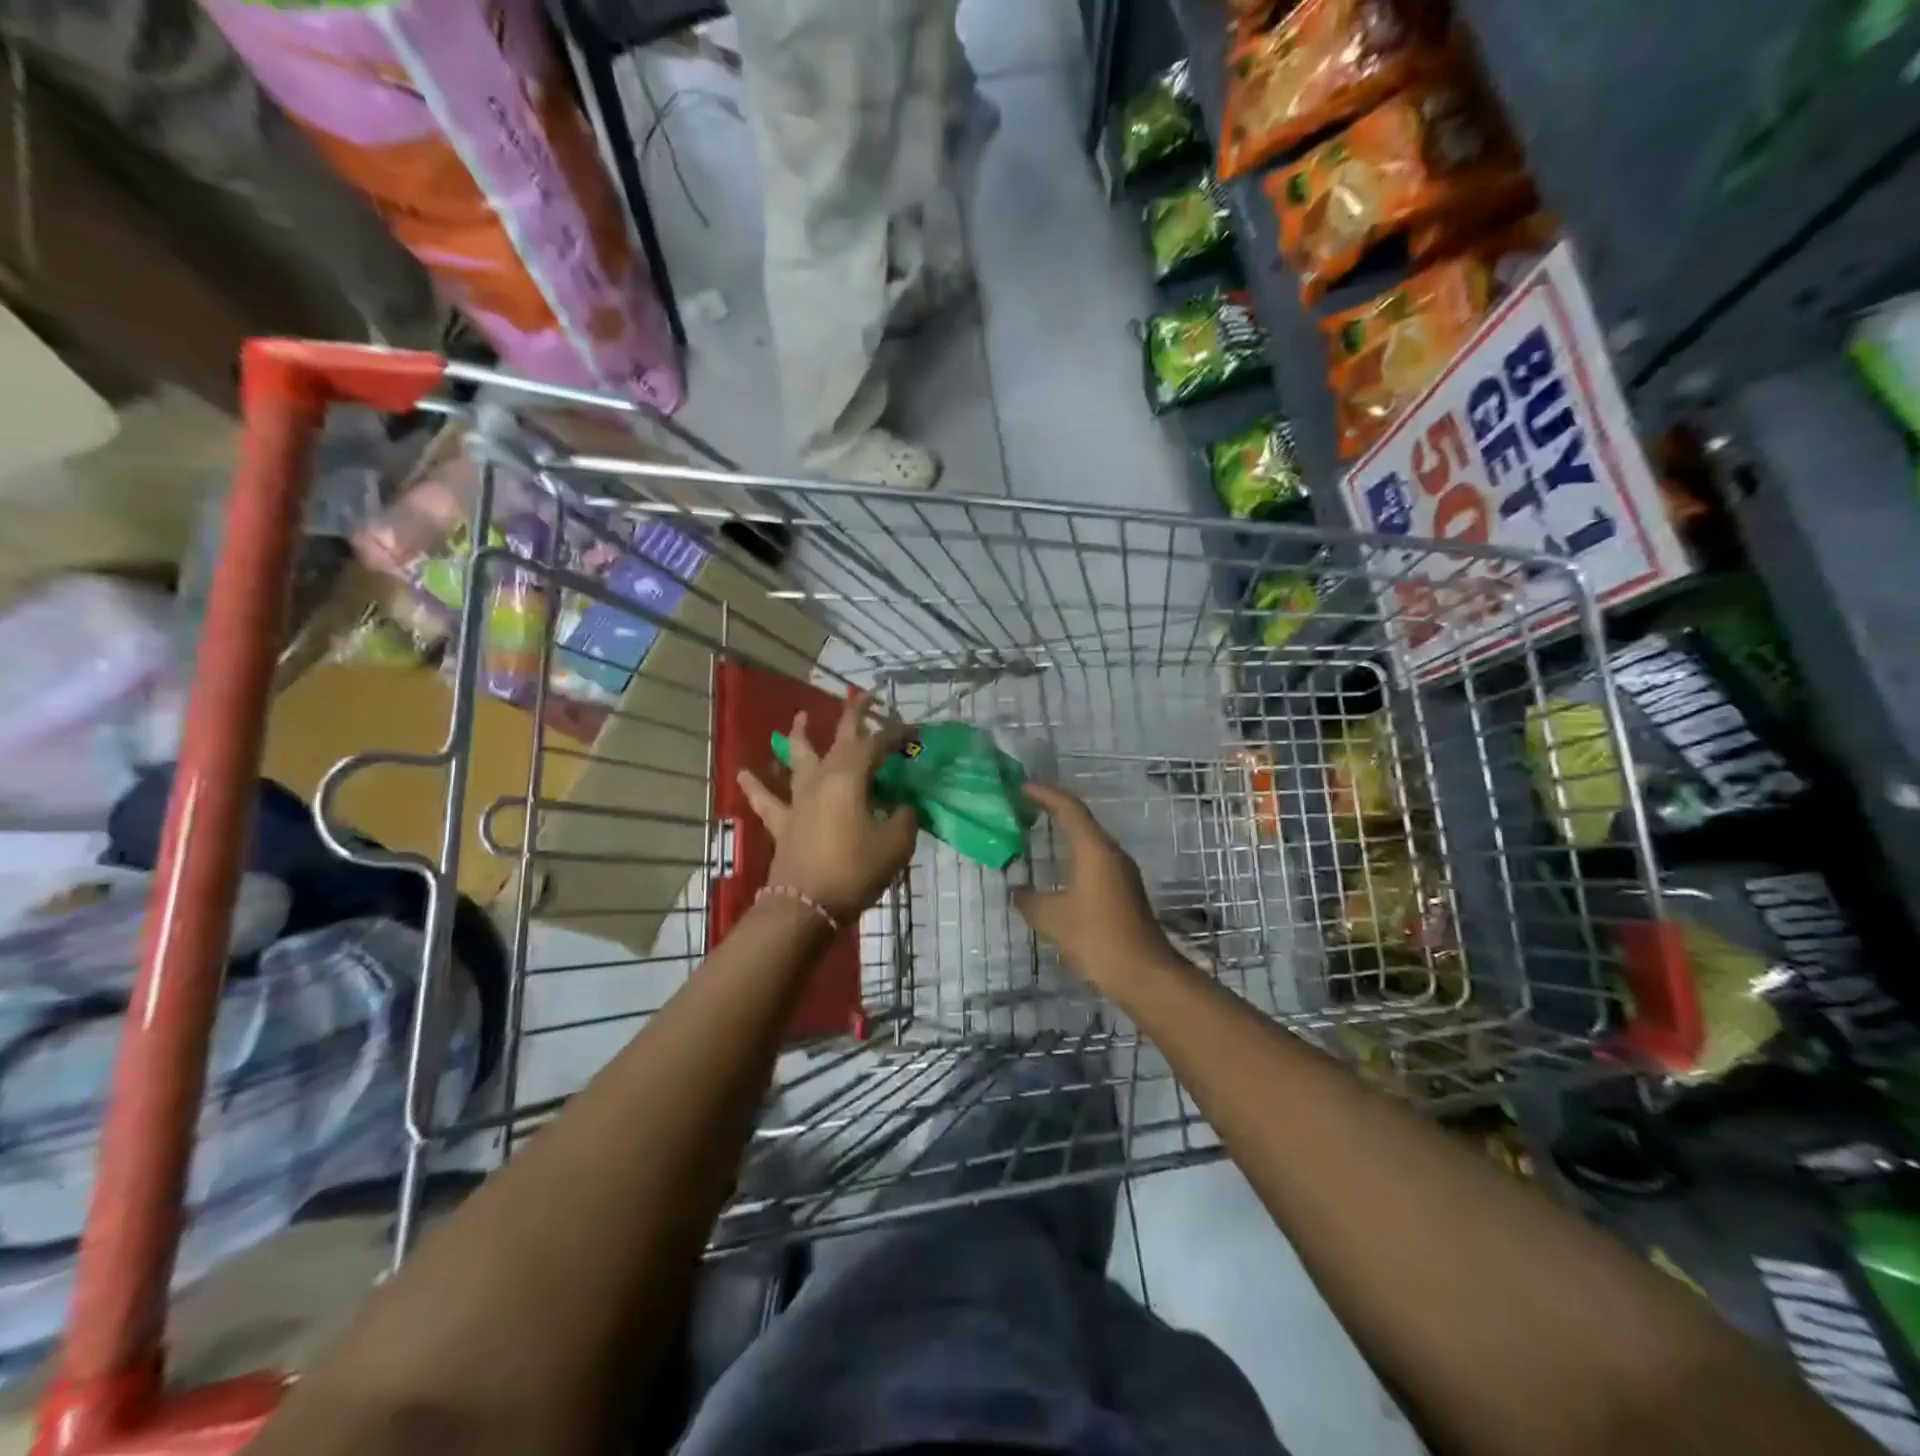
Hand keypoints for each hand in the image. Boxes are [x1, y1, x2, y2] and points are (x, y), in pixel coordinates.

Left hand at [737, 693, 919, 923]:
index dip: (897, 734)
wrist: (806, 905)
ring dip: (800, 736)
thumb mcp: (896, 843)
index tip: (915, 730)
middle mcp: (821, 778)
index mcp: (850, 776)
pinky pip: (766, 799)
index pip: (877, 744)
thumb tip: (902, 805)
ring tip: (799, 717)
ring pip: (797, 758)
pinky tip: (744, 772)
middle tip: (863, 695)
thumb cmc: (855, 870)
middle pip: (838, 738)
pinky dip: (756, 785)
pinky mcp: (783, 823)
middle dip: (853, 714)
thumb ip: (903, 816)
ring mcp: (798, 799)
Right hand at [1012, 783, 1174, 990]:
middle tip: (1023, 806)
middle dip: (1052, 809)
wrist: (1145, 973)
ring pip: (1089, 840)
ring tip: (1036, 832)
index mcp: (1094, 850)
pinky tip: (1058, 868)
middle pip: (1081, 819)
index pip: (1068, 808)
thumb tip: (1016, 889)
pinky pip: (1094, 859)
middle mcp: (1111, 853)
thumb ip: (1029, 900)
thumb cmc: (1097, 938)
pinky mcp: (1124, 890)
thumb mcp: (1053, 919)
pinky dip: (1073, 853)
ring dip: (1064, 832)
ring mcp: (1121, 871)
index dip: (1044, 794)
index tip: (1020, 787)